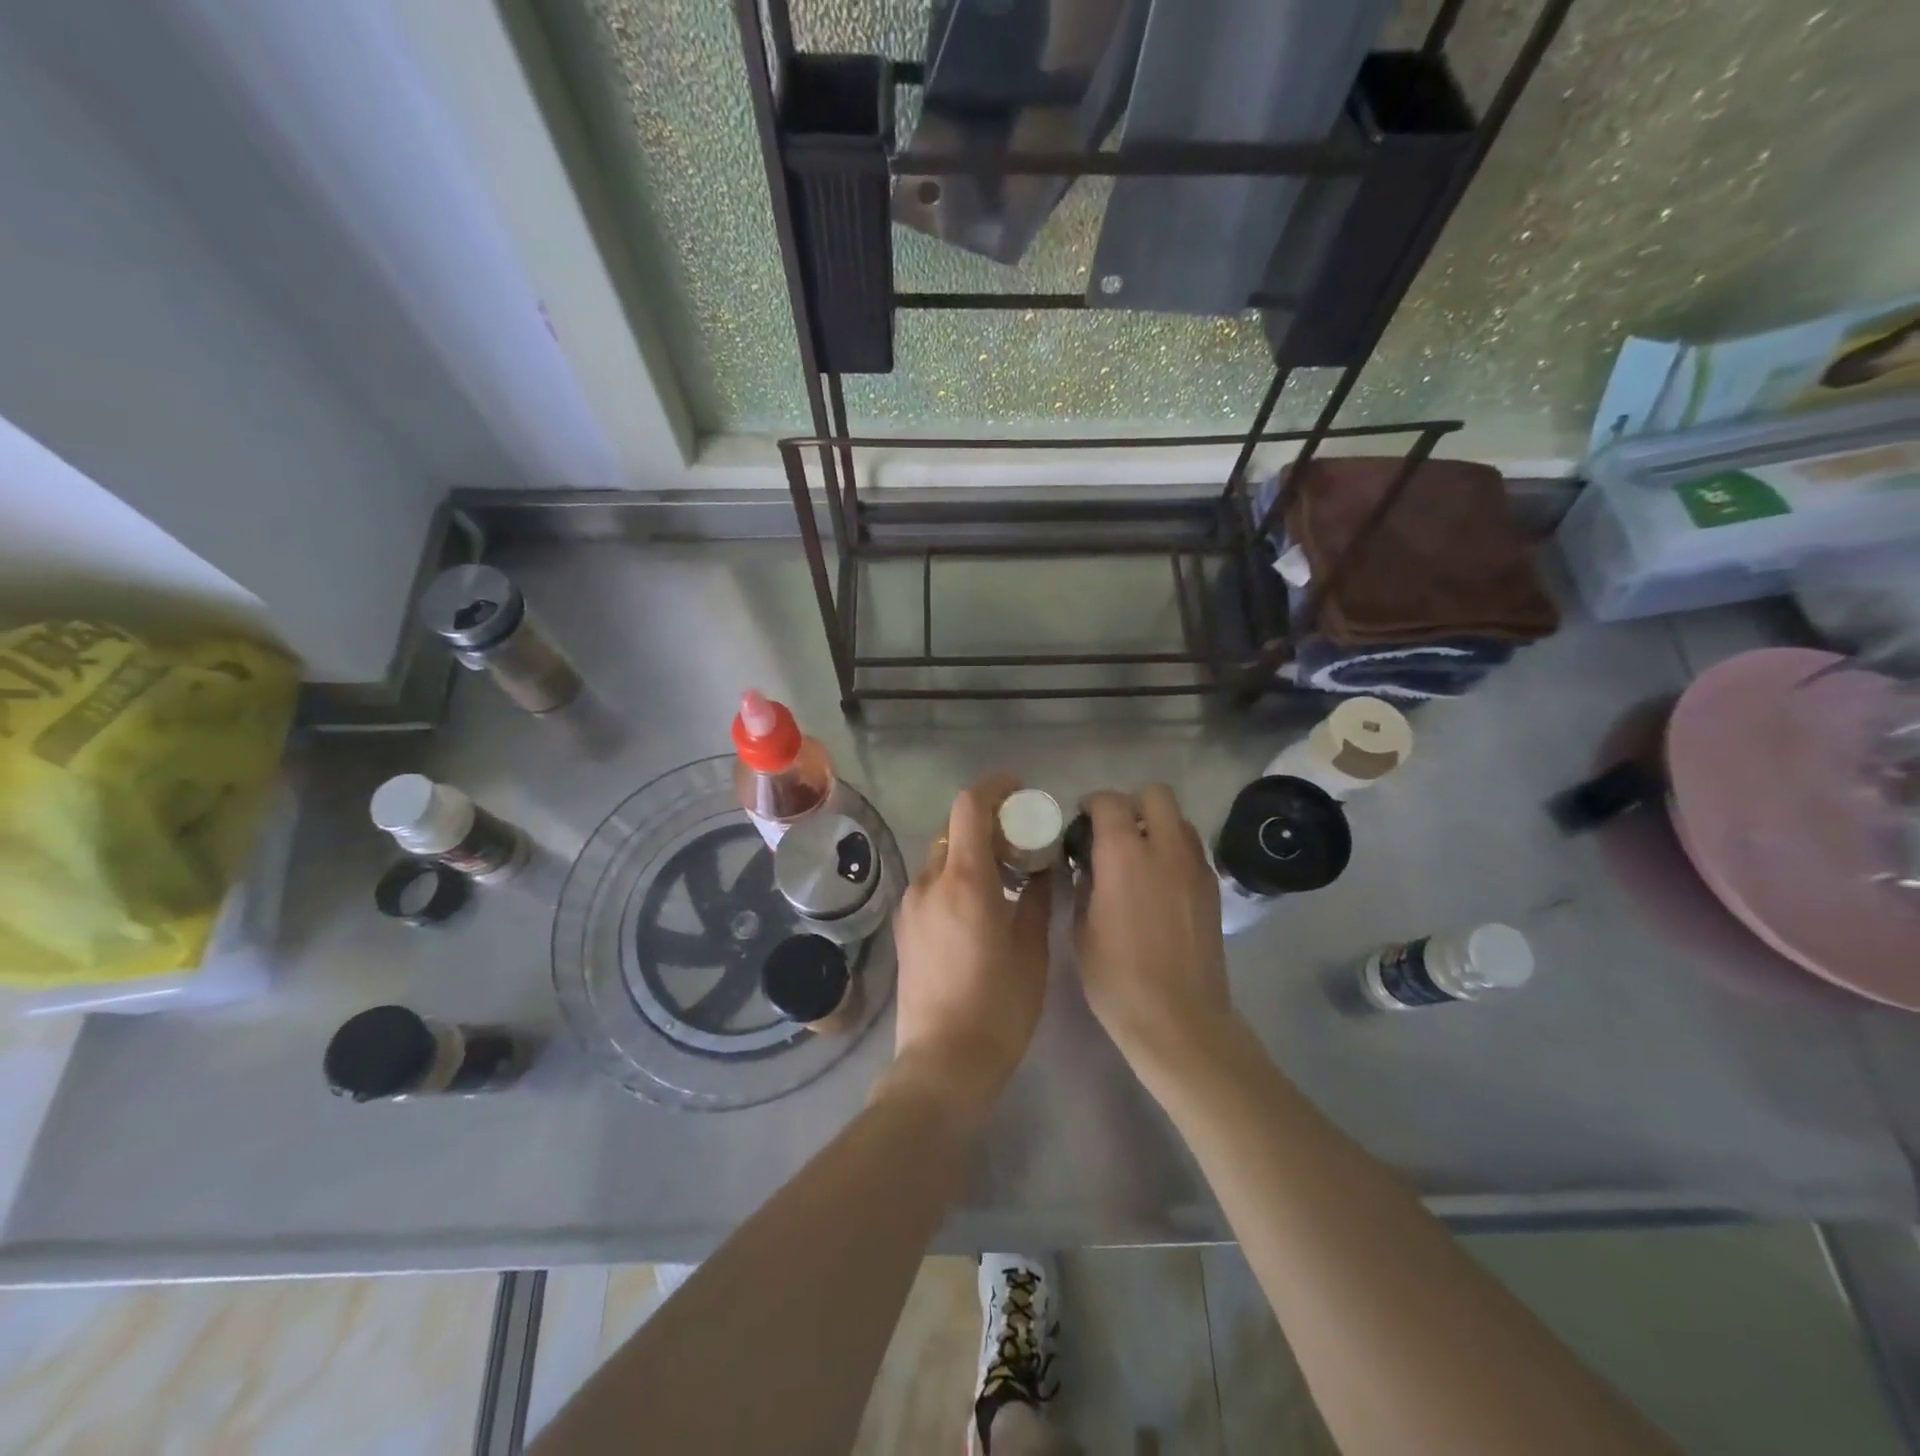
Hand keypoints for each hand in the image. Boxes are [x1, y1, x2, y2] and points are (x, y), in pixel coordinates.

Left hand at [884, 773, 1052, 1123]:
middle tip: (1021, 837)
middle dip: (987, 822)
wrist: (941, 1063)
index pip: (969, 806)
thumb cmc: (998, 1007)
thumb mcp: (1031, 949)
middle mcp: (929, 882)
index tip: (1020, 791)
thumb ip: (1038, 897)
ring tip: (1004, 873)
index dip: (995, 788)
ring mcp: (910, 904)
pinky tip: (980, 904)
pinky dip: (955, 876)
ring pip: (941, 856)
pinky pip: (932, 883)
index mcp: (965, 880)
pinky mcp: (903, 927)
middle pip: (954, 828)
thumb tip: (1043, 867)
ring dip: (970, 850)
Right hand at [1074, 785, 1233, 1073]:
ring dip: (1157, 825)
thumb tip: (1088, 866)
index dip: (1092, 804)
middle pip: (1156, 795)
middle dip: (1132, 803)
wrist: (1178, 1019)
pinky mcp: (1213, 889)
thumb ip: (1084, 884)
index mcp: (1124, 855)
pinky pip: (1193, 850)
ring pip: (1180, 820)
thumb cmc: (1116, 978)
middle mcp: (1165, 849)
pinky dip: (1175, 851)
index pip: (1110, 802)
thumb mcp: (1081, 929)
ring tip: (1139, 856)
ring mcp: (1195, 868)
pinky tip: (1160, 883)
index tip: (1081, 821)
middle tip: (1114, 831)